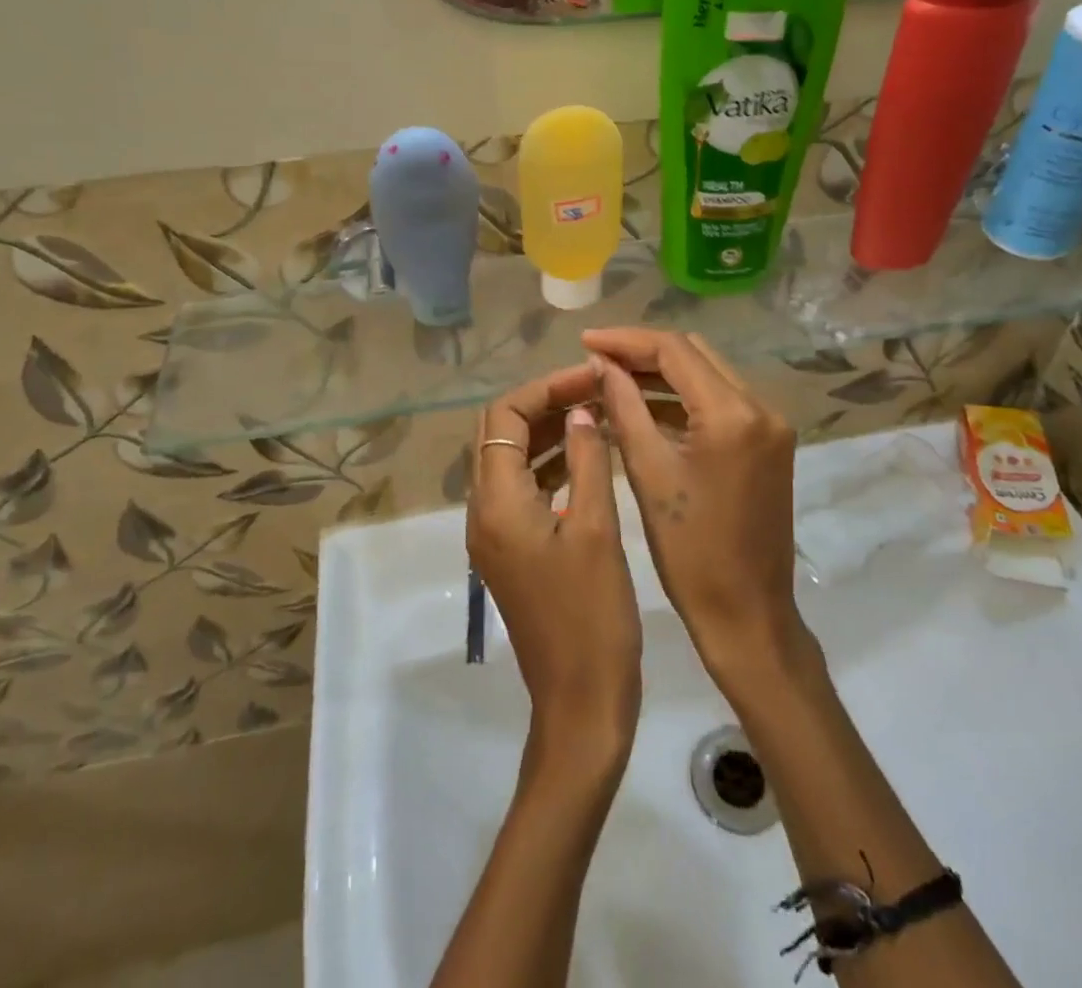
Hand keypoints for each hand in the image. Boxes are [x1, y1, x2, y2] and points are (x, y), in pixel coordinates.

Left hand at [470, 365, 641, 768]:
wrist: (581, 703)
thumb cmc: (592, 616)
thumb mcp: (595, 528)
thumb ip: (587, 460)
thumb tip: (581, 409)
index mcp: (496, 503)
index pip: (503, 416)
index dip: (544, 388)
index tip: (589, 379)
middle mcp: (484, 512)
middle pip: (501, 434)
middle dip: (545, 404)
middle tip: (594, 392)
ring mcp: (495, 533)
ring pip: (512, 460)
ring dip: (549, 432)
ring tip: (597, 413)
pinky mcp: (513, 550)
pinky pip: (524, 489)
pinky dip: (552, 464)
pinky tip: (590, 457)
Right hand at [582, 330, 802, 680]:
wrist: (748, 613)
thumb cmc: (690, 552)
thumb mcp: (648, 473)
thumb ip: (624, 407)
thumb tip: (602, 364)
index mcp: (733, 414)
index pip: (675, 351)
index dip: (626, 341)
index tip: (585, 340)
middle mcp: (761, 406)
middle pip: (695, 354)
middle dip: (644, 352)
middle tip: (596, 359)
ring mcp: (771, 424)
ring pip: (709, 375)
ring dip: (663, 374)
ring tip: (612, 378)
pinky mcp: (770, 442)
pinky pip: (721, 402)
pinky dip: (684, 399)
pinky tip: (645, 406)